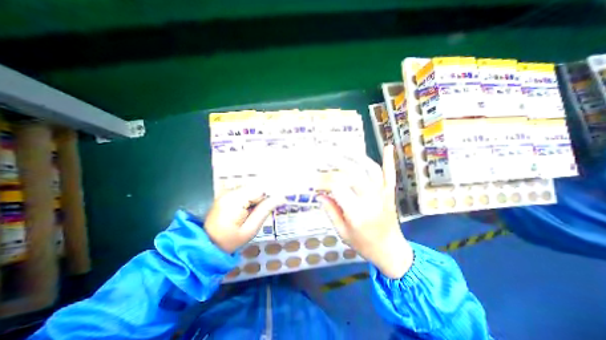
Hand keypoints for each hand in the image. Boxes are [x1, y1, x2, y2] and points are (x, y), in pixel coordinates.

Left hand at [204, 186, 283, 254]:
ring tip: (255, 214)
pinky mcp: (226, 195)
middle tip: (264, 212)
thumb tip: (280, 197)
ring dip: (257, 199)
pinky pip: (245, 193)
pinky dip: (251, 200)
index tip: (277, 204)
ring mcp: (227, 192)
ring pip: (251, 190)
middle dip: (263, 198)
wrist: (207, 245)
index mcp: (234, 200)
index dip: (270, 196)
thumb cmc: (230, 241)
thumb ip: (264, 210)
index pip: (260, 189)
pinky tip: (249, 211)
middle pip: (256, 188)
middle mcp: (229, 192)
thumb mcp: (250, 229)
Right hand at [318, 145, 411, 276]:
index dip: (323, 181)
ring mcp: (383, 194)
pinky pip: (390, 174)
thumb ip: (331, 211)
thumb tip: (320, 194)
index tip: (313, 180)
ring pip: (370, 169)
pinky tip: (387, 146)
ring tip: (343, 150)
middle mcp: (371, 199)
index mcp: (357, 212)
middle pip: (352, 173)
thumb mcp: (342, 232)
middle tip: (323, 157)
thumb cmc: (364, 245)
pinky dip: (388, 160)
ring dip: (356, 157)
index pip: (337, 187)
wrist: (391, 252)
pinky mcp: (390, 193)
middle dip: (336, 163)